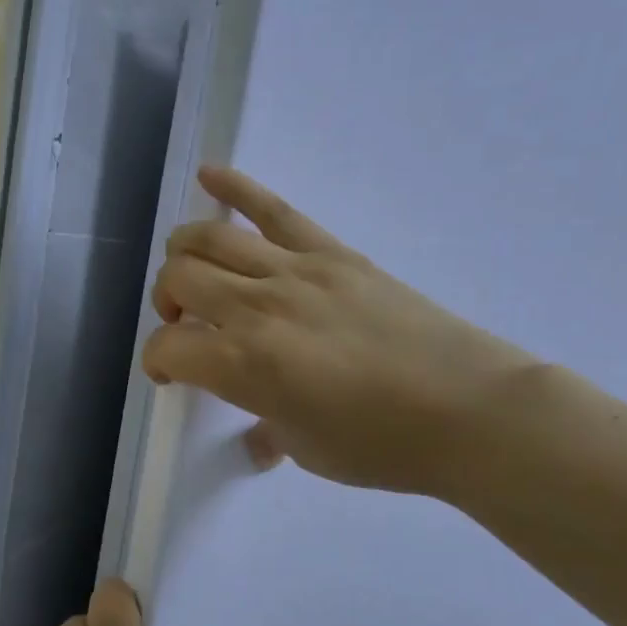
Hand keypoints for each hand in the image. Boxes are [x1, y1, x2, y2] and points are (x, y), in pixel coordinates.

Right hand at [142, 166, 541, 499]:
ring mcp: (296, 271)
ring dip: (185, 252)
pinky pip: (275, 209)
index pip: (167, 348)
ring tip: (192, 272)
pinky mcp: (333, 253)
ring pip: (211, 237)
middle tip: (187, 326)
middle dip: (167, 302)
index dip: (157, 363)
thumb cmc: (382, 446)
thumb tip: (258, 439)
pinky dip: (235, 188)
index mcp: (243, 365)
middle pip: (179, 278)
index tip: (173, 377)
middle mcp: (256, 307)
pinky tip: (209, 175)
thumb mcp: (307, 450)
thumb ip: (268, 432)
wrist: (469, 410)